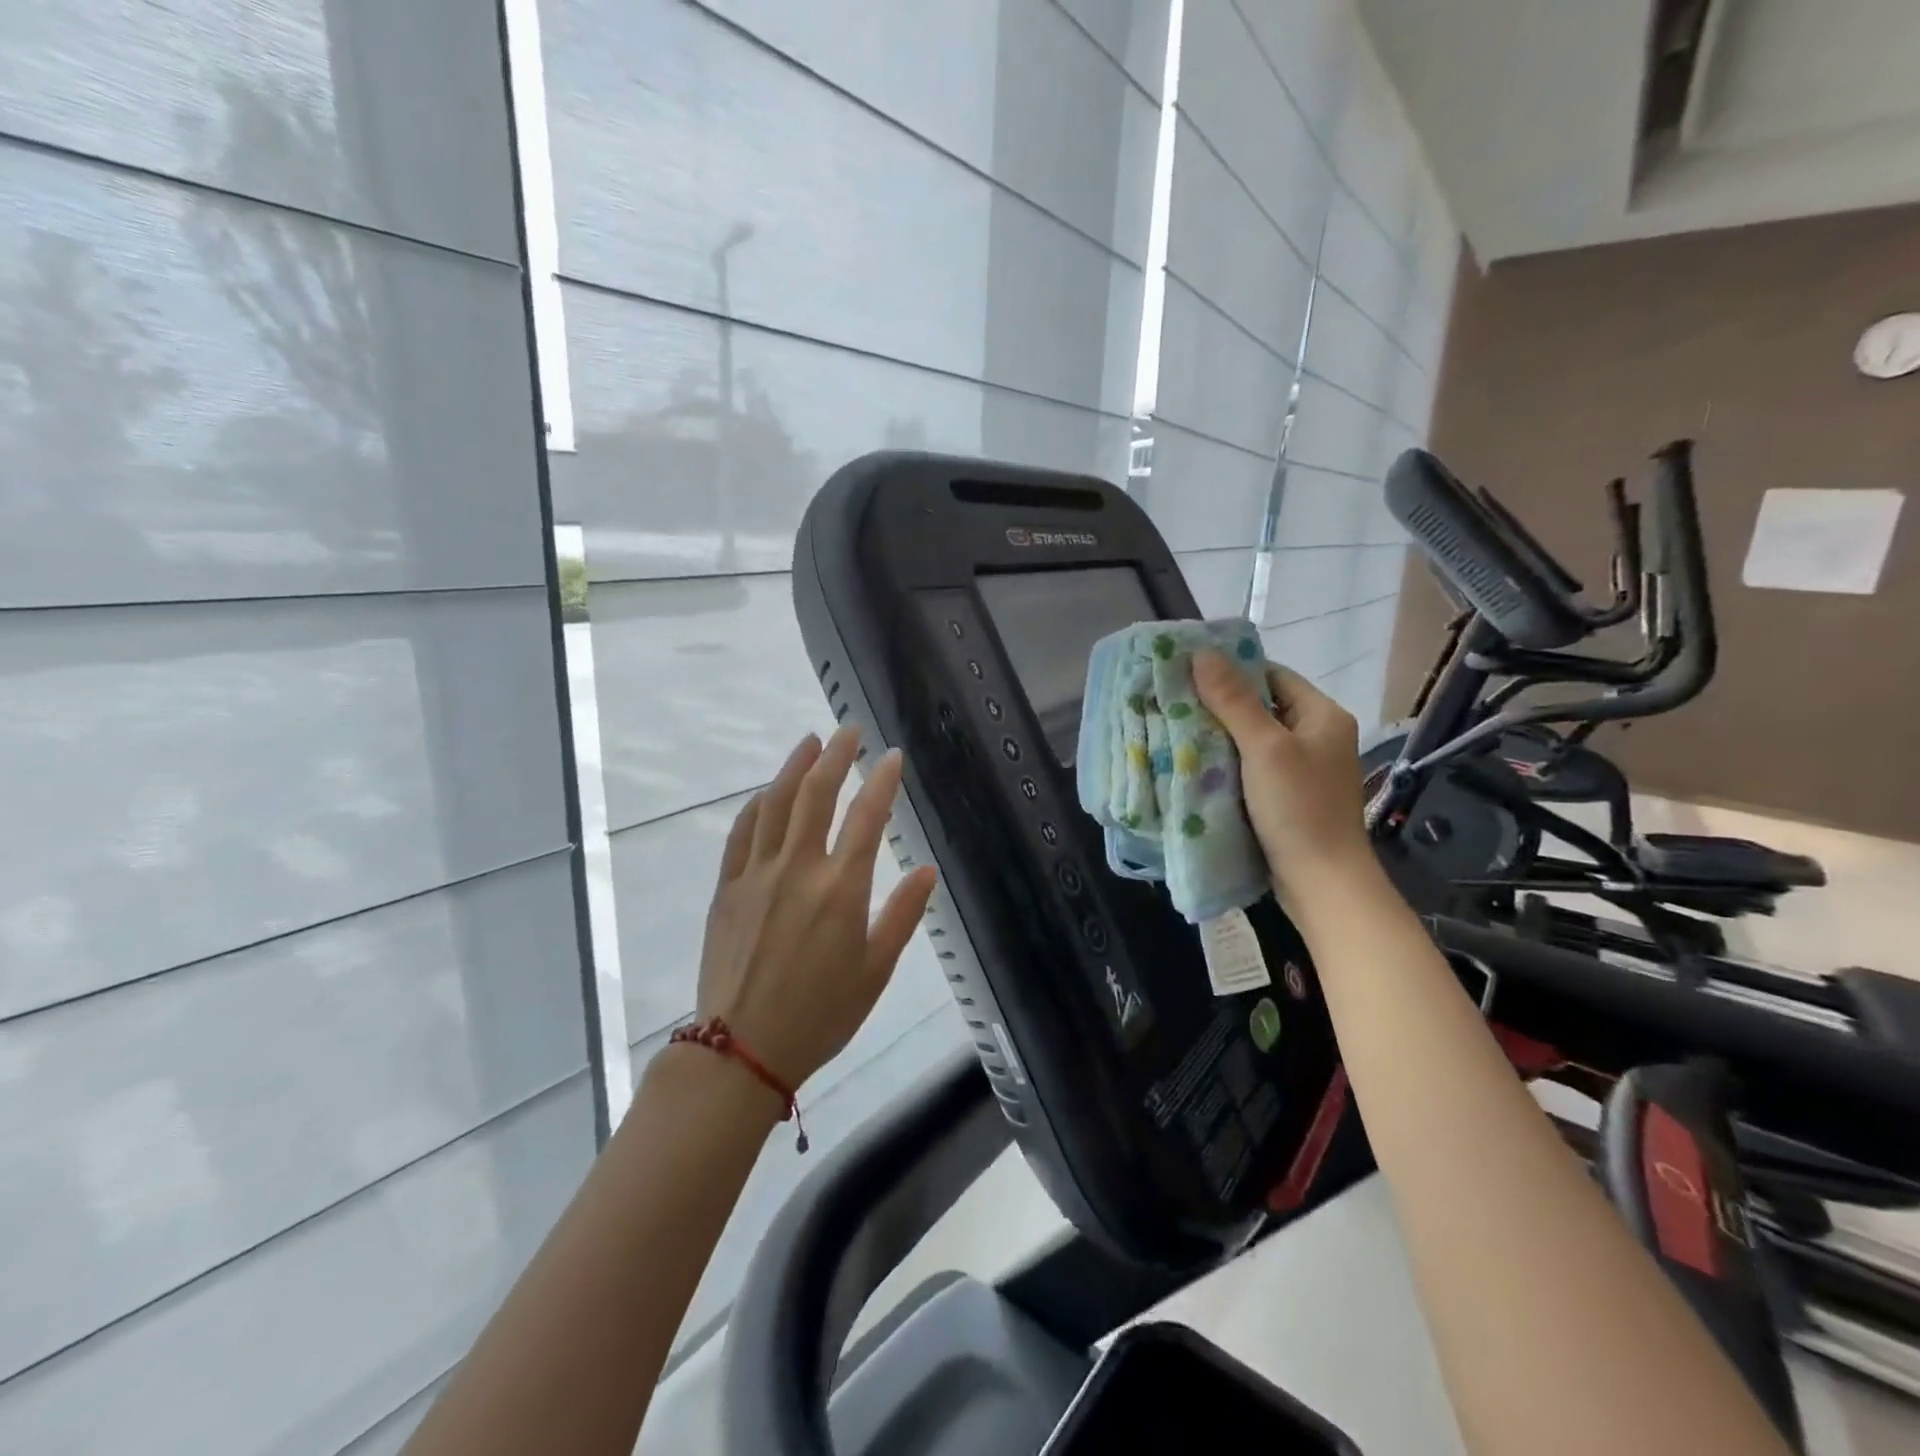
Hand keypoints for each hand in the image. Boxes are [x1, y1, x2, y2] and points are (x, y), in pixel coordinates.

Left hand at [696, 726, 938, 1089]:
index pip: (867, 818)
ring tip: (810, 741)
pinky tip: (768, 793)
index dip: (882, 781)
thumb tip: (928, 869)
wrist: (742, 1050)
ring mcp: (757, 874)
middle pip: (817, 794)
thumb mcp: (876, 971)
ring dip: (794, 767)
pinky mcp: (727, 888)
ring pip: (776, 804)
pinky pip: (742, 833)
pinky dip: (758, 805)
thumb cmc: (821, 1015)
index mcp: (841, 889)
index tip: (892, 756)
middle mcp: (798, 869)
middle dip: (836, 756)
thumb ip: (903, 914)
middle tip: (849, 731)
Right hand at [1192, 651, 1375, 908]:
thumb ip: (1233, 700)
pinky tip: (1195, 766)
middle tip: (1174, 702)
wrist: (1321, 883)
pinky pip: (1251, 768)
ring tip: (1176, 731)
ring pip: (1252, 740)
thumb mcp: (1264, 748)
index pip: (1272, 675)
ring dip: (1218, 737)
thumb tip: (1202, 653)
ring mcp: (1302, 770)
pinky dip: (1225, 764)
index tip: (1188, 673)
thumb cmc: (1299, 807)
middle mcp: (1316, 737)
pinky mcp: (1286, 798)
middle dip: (1219, 706)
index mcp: (1322, 716)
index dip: (1232, 671)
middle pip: (1261, 707)